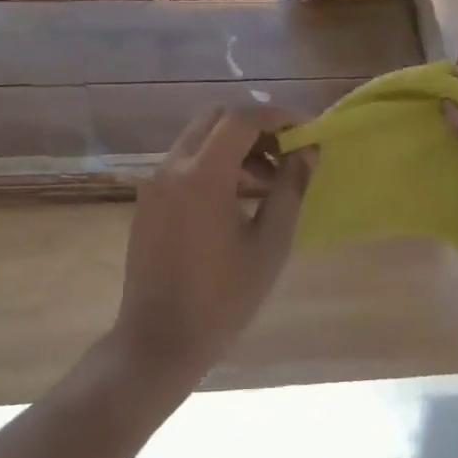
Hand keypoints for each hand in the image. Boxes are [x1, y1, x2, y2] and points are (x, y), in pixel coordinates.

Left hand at [113, 107, 314, 386]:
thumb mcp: (270, 244)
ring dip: (236, 146)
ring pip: (200, 139)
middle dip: (256, 126)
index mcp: (202, 175)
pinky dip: (215, 163)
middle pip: (217, 119)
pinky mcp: (148, 200)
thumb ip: (291, 188)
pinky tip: (238, 199)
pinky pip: (185, 162)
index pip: (242, 117)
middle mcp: (172, 167)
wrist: (158, 341)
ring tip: (269, 182)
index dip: (278, 116)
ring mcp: (155, 183)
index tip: (306, 131)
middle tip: (287, 152)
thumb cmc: (223, 299)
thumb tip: (309, 150)